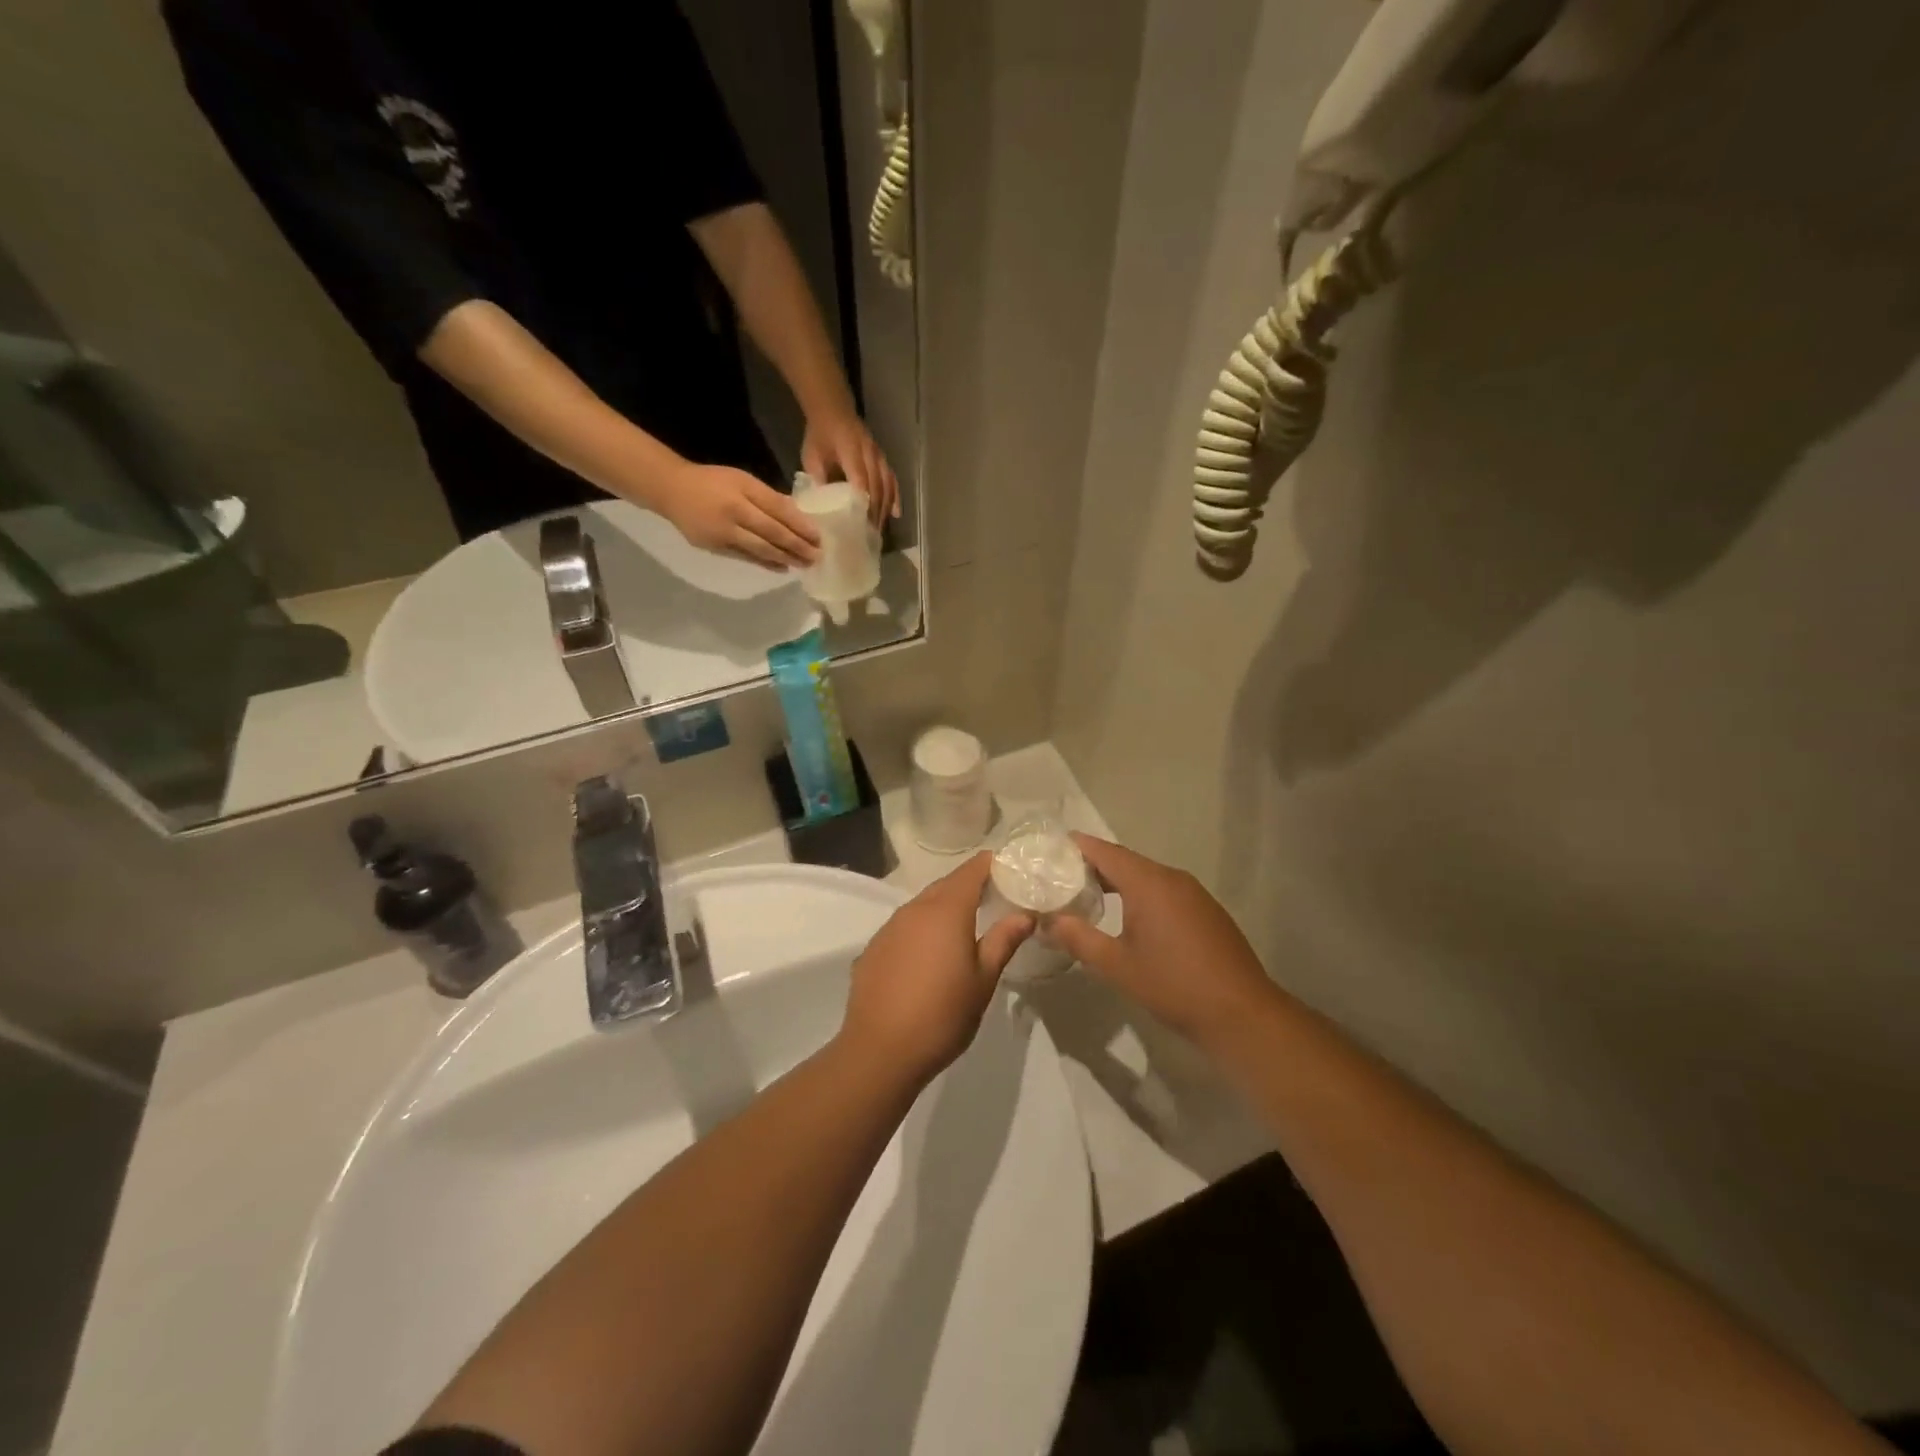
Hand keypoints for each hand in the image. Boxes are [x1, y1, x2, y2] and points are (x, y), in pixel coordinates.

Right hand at [655, 461, 819, 569]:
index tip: (818, 536)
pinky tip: (782, 567)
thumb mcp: (742, 479)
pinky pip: (746, 557)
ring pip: (761, 549)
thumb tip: (797, 514)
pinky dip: (766, 563)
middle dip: (798, 546)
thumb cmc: (712, 481)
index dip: (800, 525)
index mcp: (742, 491)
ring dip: (785, 558)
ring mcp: (723, 533)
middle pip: (772, 533)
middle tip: (817, 556)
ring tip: (804, 564)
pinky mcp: (715, 547)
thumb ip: (768, 496)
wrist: (671, 490)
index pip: (778, 510)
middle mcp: (734, 513)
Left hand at [802, 409, 899, 527]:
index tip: (861, 523)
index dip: (863, 501)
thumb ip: (818, 478)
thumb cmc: (820, 435)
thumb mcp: (811, 456)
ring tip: (881, 528)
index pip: (860, 479)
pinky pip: (892, 480)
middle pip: (877, 486)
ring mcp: (878, 456)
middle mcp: (869, 454)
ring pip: (887, 485)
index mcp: (851, 451)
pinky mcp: (882, 459)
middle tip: (871, 534)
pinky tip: (895, 513)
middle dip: (876, 511)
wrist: (833, 410)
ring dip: (885, 508)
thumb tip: (823, 505)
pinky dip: (895, 497)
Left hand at [840, 853, 1033, 1086]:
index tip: (1010, 868)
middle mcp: (914, 909)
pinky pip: (904, 926)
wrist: (880, 1051)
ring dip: (944, 907)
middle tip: (995, 896)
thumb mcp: (983, 980)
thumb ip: (1003, 940)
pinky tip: (930, 954)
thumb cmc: (942, 1015)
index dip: (990, 864)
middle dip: (970, 885)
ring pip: (923, 905)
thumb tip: (1025, 914)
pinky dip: (922, 929)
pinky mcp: (874, 948)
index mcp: (946, 910)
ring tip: (965, 925)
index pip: (971, 871)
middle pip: (946, 885)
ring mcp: (890, 928)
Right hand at [1046, 835, 1279, 1048]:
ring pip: (1146, 876)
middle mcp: (1172, 878)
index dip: (1076, 846)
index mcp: (1148, 883)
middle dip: (1093, 865)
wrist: (1241, 1013)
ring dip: (1117, 881)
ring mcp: (1194, 893)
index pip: (1104, 851)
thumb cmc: (1174, 985)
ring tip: (1088, 895)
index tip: (1050, 849)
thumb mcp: (1117, 965)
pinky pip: (1165, 890)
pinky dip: (1140, 894)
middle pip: (1125, 860)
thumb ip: (1078, 939)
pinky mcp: (1206, 910)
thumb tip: (1047, 922)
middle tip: (1060, 876)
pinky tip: (1129, 917)